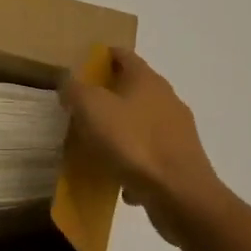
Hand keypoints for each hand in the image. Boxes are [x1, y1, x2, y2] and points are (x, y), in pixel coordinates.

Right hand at [60, 48, 227, 245]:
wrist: (181, 195)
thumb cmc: (134, 143)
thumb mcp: (92, 109)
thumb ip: (76, 90)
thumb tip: (69, 81)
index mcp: (146, 78)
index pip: (122, 54)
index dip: (100, 57)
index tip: (80, 70)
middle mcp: (166, 98)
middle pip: (132, 89)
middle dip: (107, 97)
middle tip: (81, 110)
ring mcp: (177, 130)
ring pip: (141, 123)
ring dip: (120, 132)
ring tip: (97, 149)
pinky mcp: (182, 160)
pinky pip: (150, 155)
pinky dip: (134, 163)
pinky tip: (120, 183)